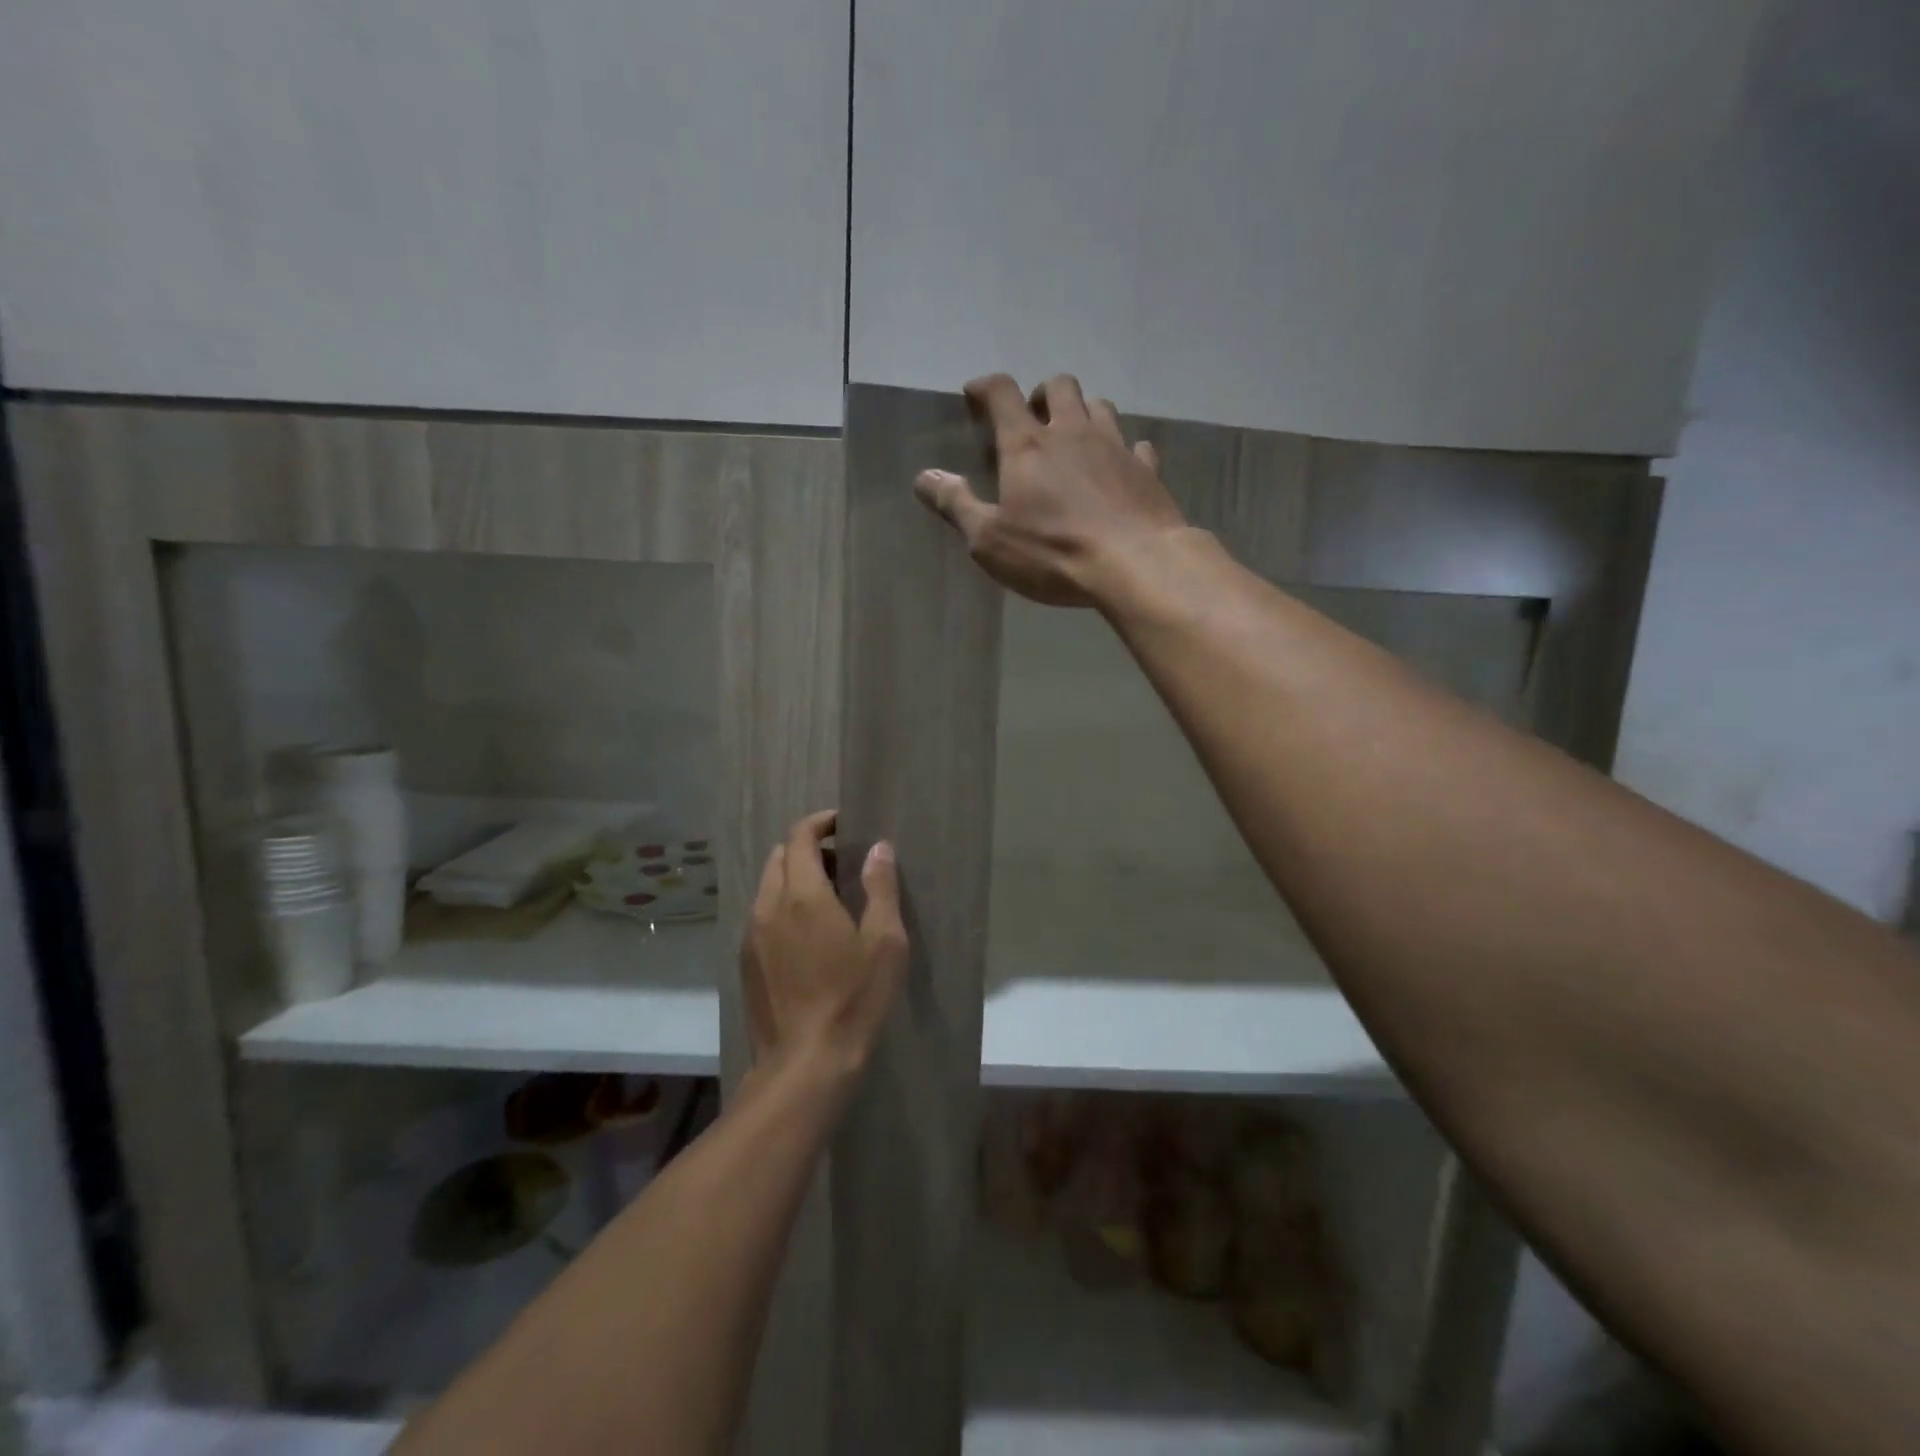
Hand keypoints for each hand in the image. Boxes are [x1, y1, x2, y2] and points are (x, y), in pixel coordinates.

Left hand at [742, 811, 908, 1088]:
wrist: (804, 1064)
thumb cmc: (854, 999)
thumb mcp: (884, 942)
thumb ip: (880, 887)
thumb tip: (878, 847)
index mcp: (802, 895)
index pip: (800, 837)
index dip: (819, 823)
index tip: (842, 825)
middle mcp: (768, 906)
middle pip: (780, 857)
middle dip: (807, 849)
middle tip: (842, 865)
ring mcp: (751, 935)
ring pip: (768, 886)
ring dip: (793, 878)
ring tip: (827, 901)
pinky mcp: (746, 961)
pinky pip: (761, 914)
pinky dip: (782, 906)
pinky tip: (806, 936)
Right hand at [913, 373, 1186, 606]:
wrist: (1135, 564)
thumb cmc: (1053, 553)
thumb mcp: (990, 540)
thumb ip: (956, 505)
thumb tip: (924, 477)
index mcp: (1027, 445)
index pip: (1002, 394)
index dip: (986, 387)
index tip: (975, 394)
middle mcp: (1072, 432)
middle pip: (1060, 386)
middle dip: (1042, 394)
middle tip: (1033, 418)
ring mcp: (1115, 447)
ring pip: (1100, 407)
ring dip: (1083, 413)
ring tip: (1074, 438)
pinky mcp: (1147, 470)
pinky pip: (1136, 446)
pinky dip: (1124, 450)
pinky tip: (1119, 467)